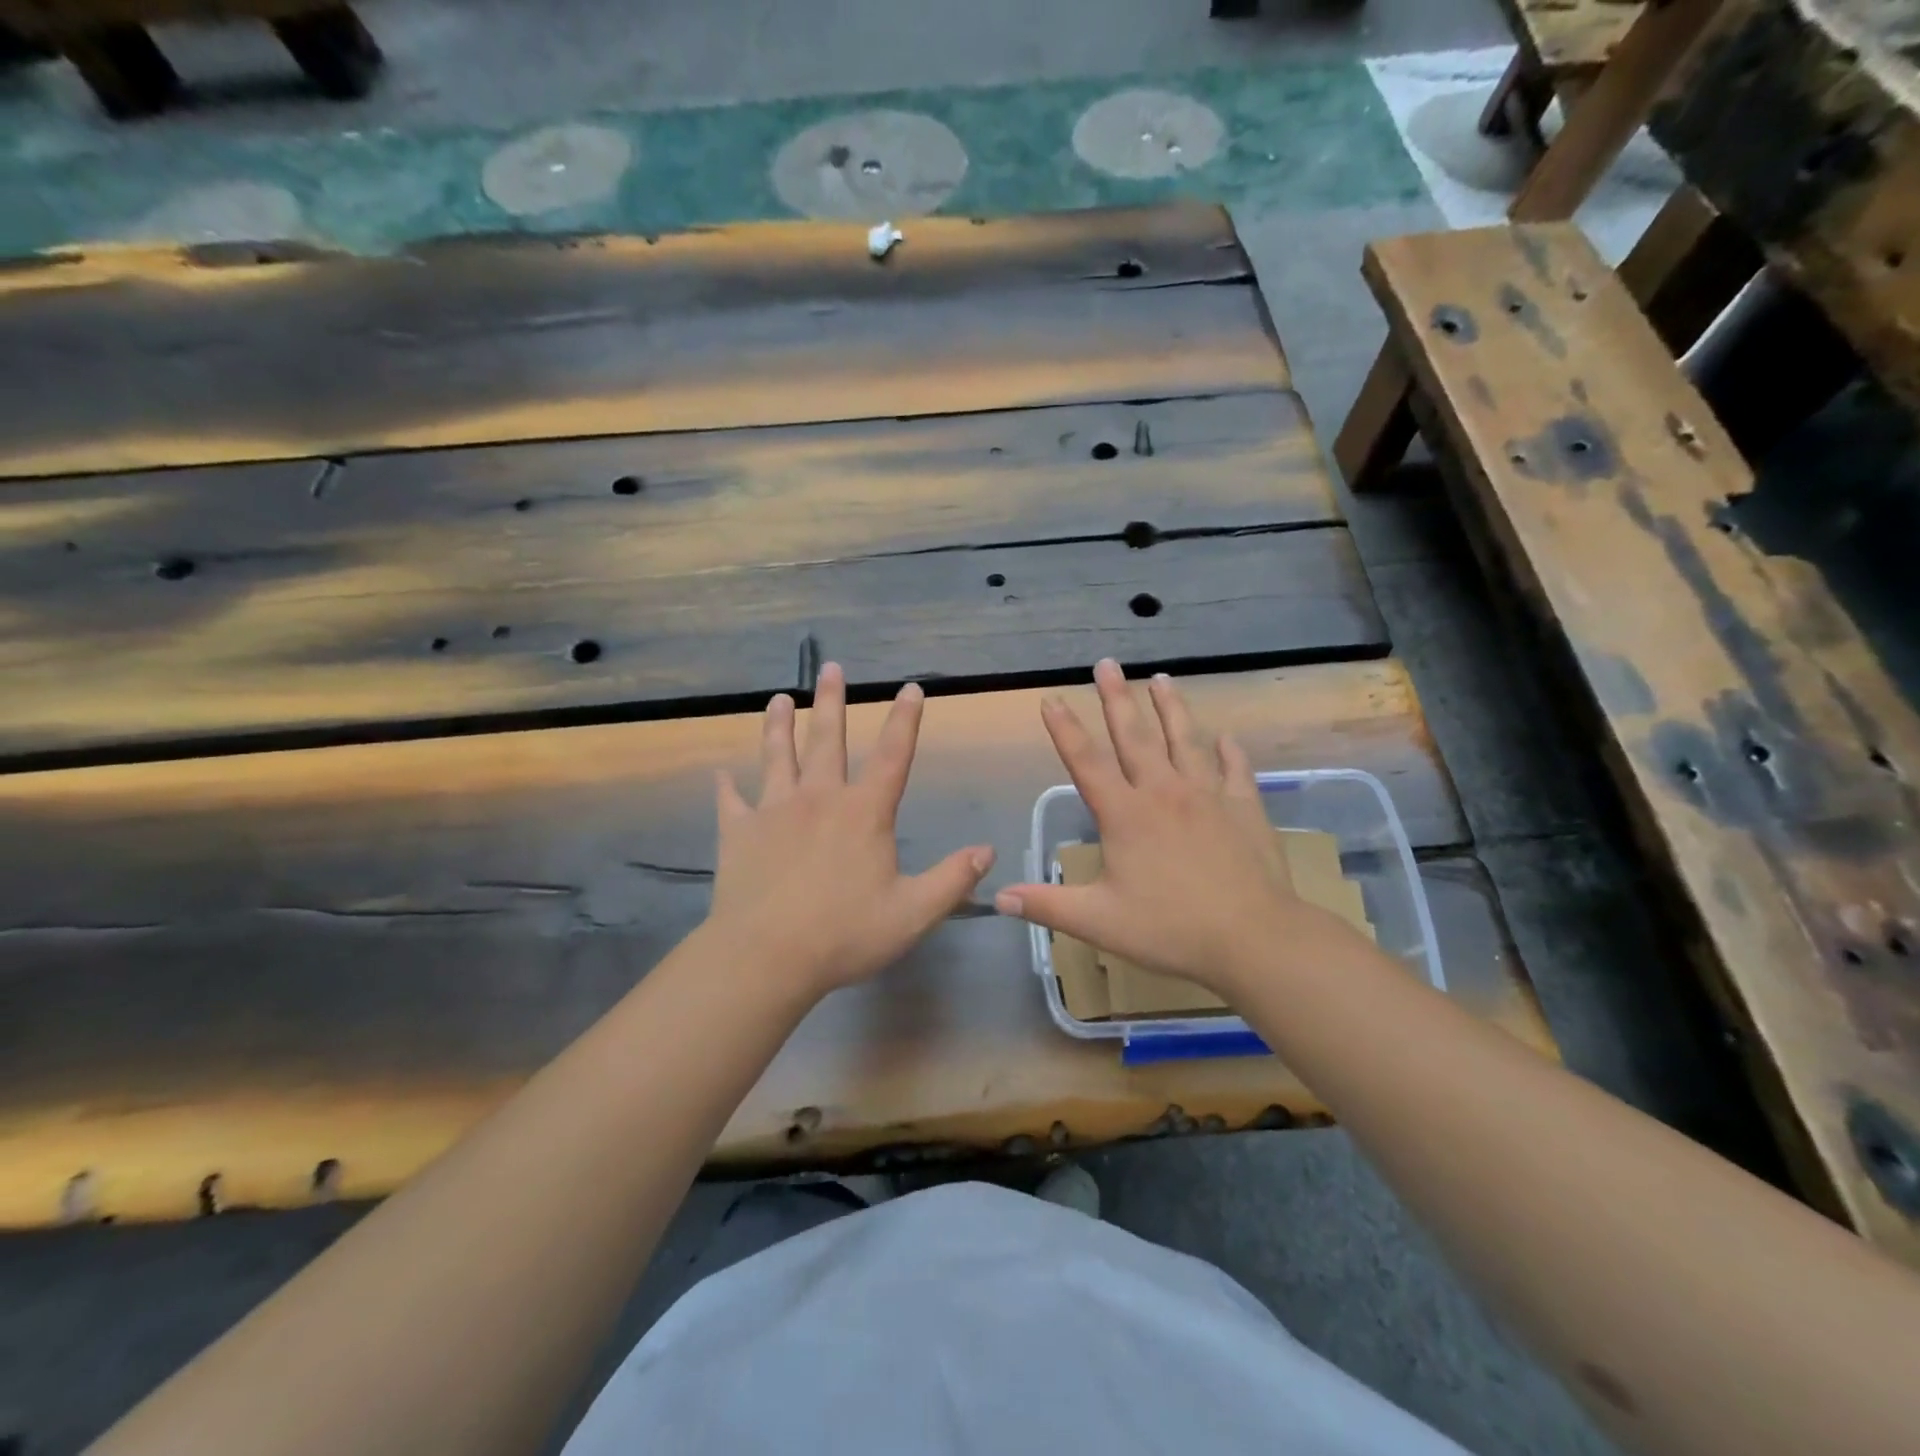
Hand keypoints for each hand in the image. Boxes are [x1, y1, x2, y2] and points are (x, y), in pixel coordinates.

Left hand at [709, 662, 993, 1001]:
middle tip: (830, 668)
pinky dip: (726, 788)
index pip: (894, 756)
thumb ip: (952, 880)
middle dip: (832, 701)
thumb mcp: (913, 913)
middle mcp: (819, 798)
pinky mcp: (739, 833)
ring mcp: (774, 811)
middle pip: (827, 740)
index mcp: (864, 812)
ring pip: (777, 757)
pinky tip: (720, 775)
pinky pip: (731, 803)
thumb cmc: (844, 934)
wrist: (766, 957)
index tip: (911, 688)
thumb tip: (986, 851)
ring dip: (779, 725)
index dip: (905, 720)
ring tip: (779, 698)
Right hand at [995, 659, 1343, 995]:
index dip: (1065, 729)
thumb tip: (998, 897)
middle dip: (1117, 698)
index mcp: (1125, 814)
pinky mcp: (1243, 807)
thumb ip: (1047, 905)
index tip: (1052, 698)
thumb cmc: (1170, 928)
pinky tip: (1226, 738)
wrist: (1254, 937)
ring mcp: (1207, 795)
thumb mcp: (1098, 922)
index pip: (1086, 762)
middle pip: (1135, 736)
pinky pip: (1234, 769)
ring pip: (1185, 740)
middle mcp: (1163, 792)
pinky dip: (1229, 751)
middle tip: (1107, 664)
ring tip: (1162, 679)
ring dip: (1171, 708)